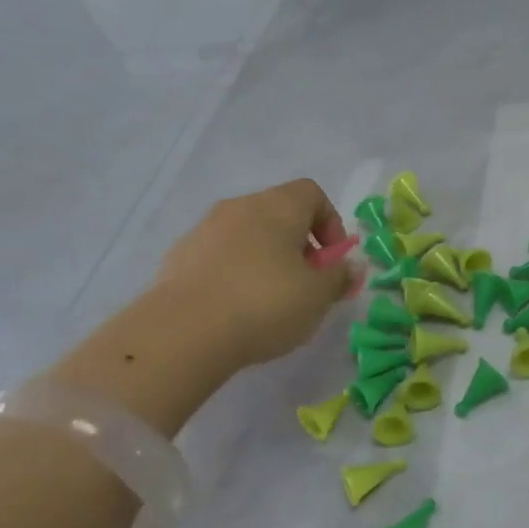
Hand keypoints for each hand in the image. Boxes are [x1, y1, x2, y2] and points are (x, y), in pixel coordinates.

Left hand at [154, 180, 357, 369]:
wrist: (181, 334)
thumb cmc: (266, 304)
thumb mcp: (319, 296)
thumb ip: (340, 277)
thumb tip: (350, 266)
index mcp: (277, 207)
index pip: (312, 193)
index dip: (330, 222)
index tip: (332, 259)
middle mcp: (239, 208)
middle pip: (278, 213)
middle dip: (299, 244)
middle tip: (307, 282)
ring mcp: (203, 231)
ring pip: (247, 235)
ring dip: (266, 259)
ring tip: (271, 301)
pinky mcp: (178, 259)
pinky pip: (219, 257)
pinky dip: (235, 274)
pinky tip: (237, 309)